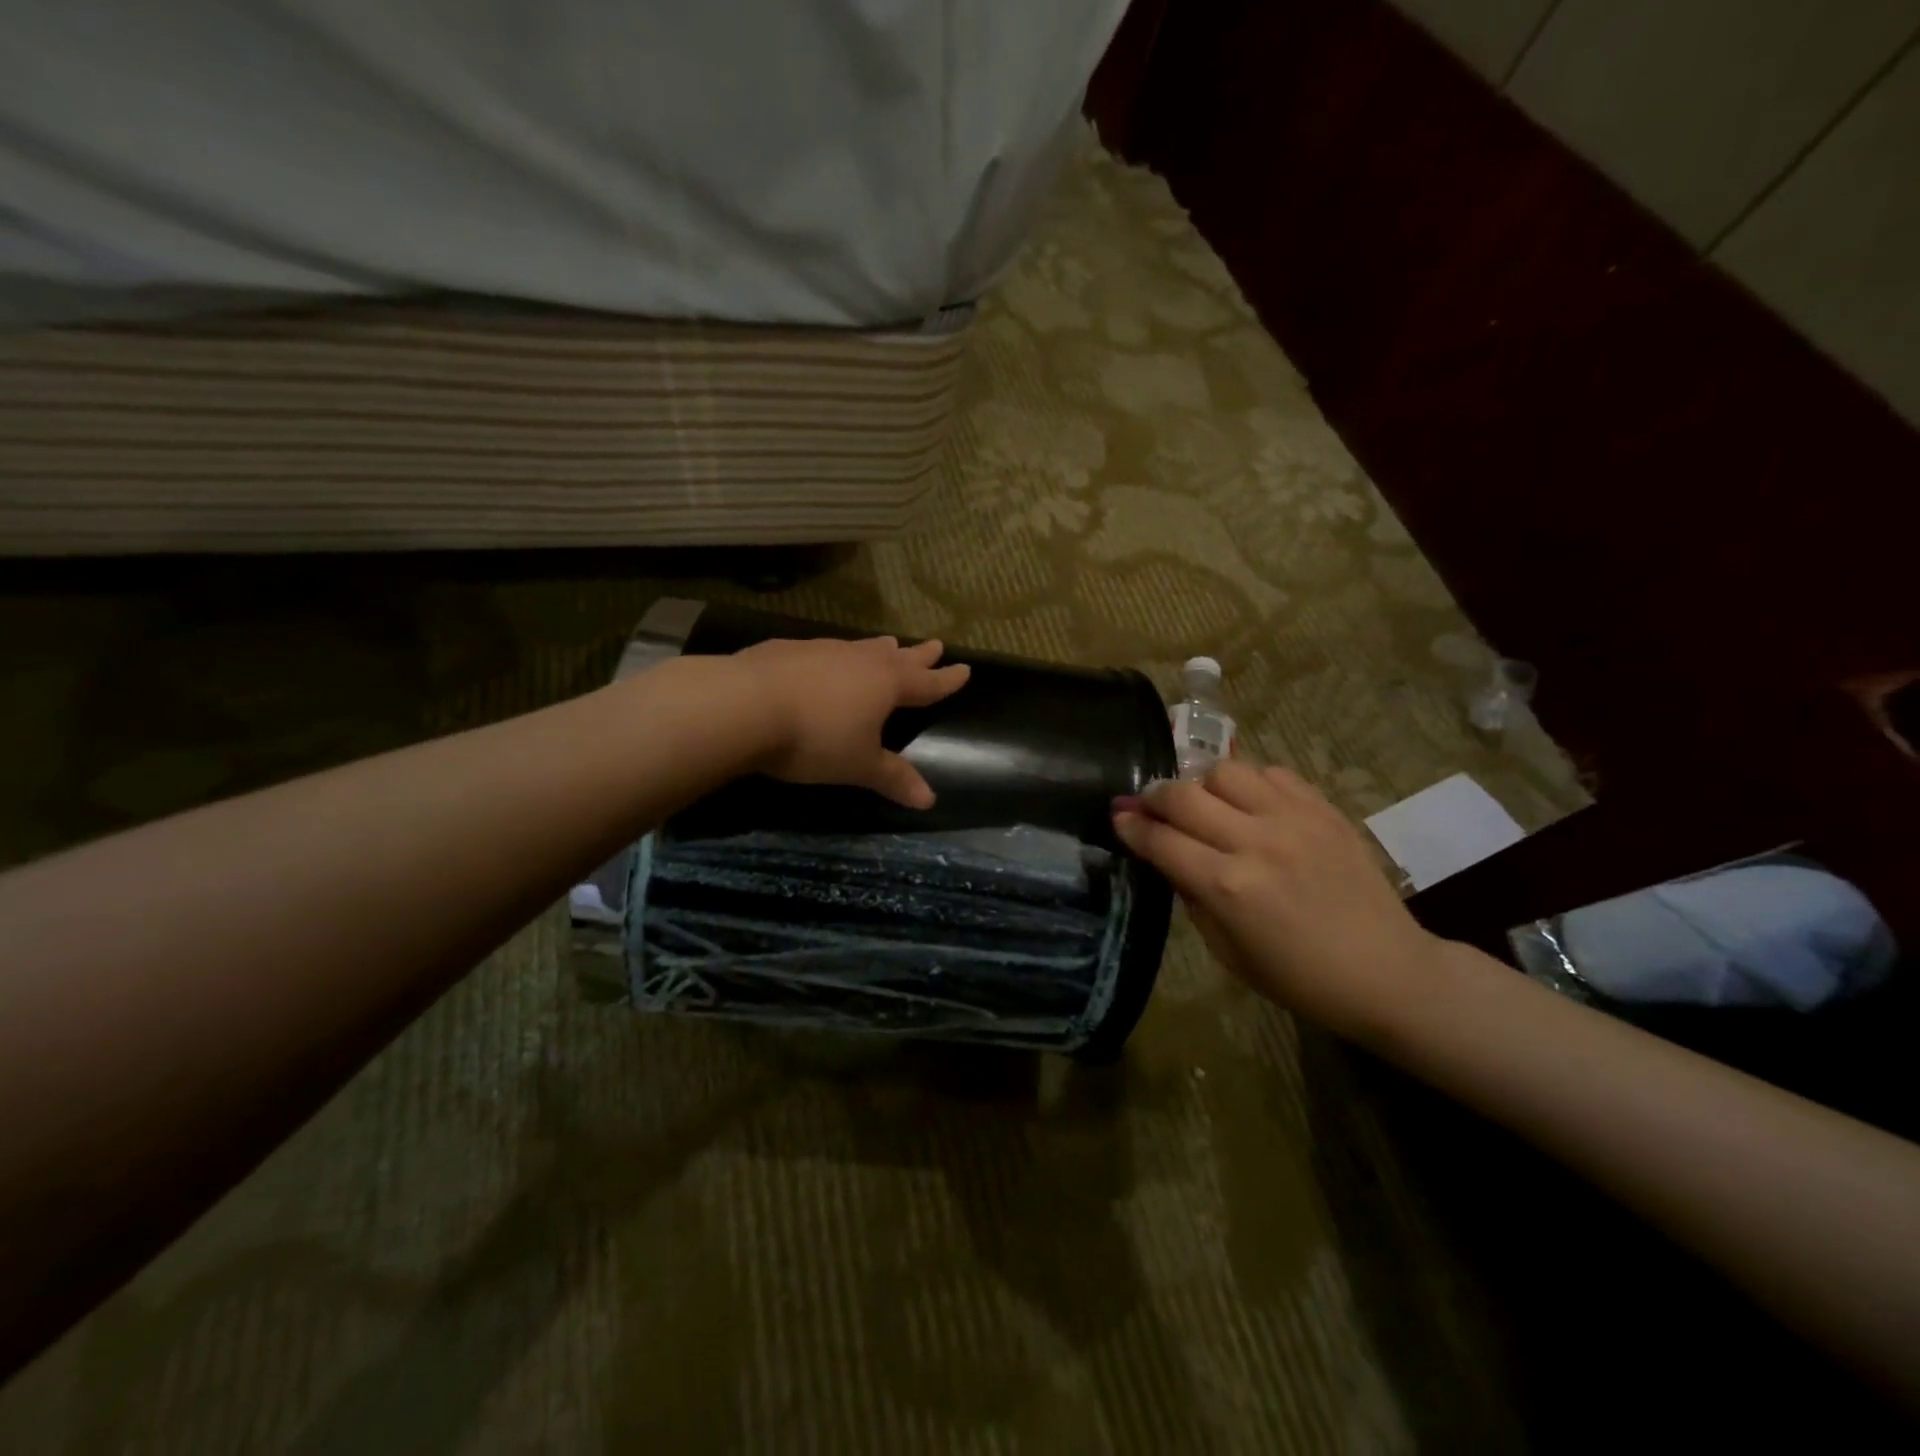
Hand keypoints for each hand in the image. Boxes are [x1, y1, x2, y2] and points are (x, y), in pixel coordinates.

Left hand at [736, 636, 970, 807]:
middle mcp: (859, 660)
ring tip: (888, 643)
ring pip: (861, 647)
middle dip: (918, 655)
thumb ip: (893, 778)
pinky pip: (825, 650)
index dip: (946, 680)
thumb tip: (929, 800)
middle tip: (935, 645)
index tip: (965, 669)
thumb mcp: (858, 765)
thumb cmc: (815, 739)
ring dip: (878, 648)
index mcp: (886, 685)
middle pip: (898, 657)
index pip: (926, 684)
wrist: (743, 705)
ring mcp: (823, 650)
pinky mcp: (788, 650)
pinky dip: (836, 655)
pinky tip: (825, 659)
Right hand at [1113, 761, 1446, 1039]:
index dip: (1131, 827)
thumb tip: (1167, 856)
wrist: (1387, 971)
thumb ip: (1192, 895)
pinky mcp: (1323, 808)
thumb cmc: (1299, 977)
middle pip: (1183, 795)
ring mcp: (1293, 818)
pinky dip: (1250, 783)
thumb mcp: (1228, 951)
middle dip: (1154, 796)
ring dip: (1202, 784)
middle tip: (1146, 803)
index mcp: (1228, 886)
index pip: (1160, 840)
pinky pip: (1272, 772)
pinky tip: (1250, 803)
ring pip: (1225, 770)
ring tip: (1204, 802)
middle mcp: (1255, 841)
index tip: (1118, 817)